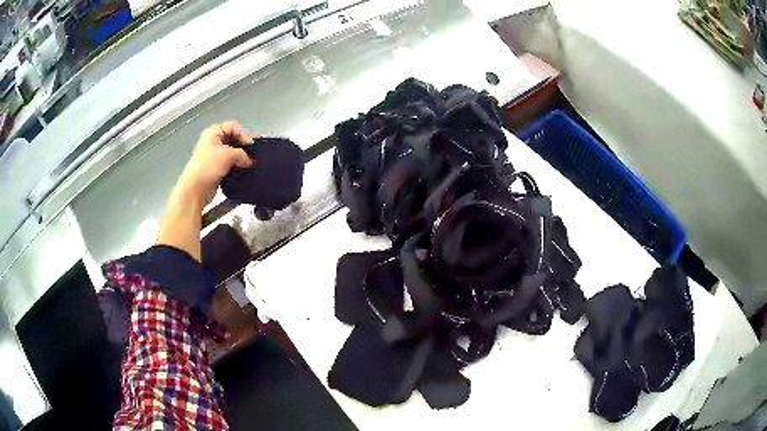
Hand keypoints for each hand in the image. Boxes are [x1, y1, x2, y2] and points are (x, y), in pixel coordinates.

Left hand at [175, 121, 253, 202]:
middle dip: (243, 146)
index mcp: (213, 133)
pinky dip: (236, 165)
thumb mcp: (229, 155)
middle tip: (252, 155)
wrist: (196, 189)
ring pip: (232, 152)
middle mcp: (213, 141)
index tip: (250, 145)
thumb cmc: (208, 166)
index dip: (243, 134)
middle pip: (233, 139)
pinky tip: (243, 170)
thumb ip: (243, 154)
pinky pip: (230, 163)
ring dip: (240, 157)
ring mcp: (214, 155)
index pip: (233, 127)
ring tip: (250, 163)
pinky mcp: (216, 167)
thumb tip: (251, 160)